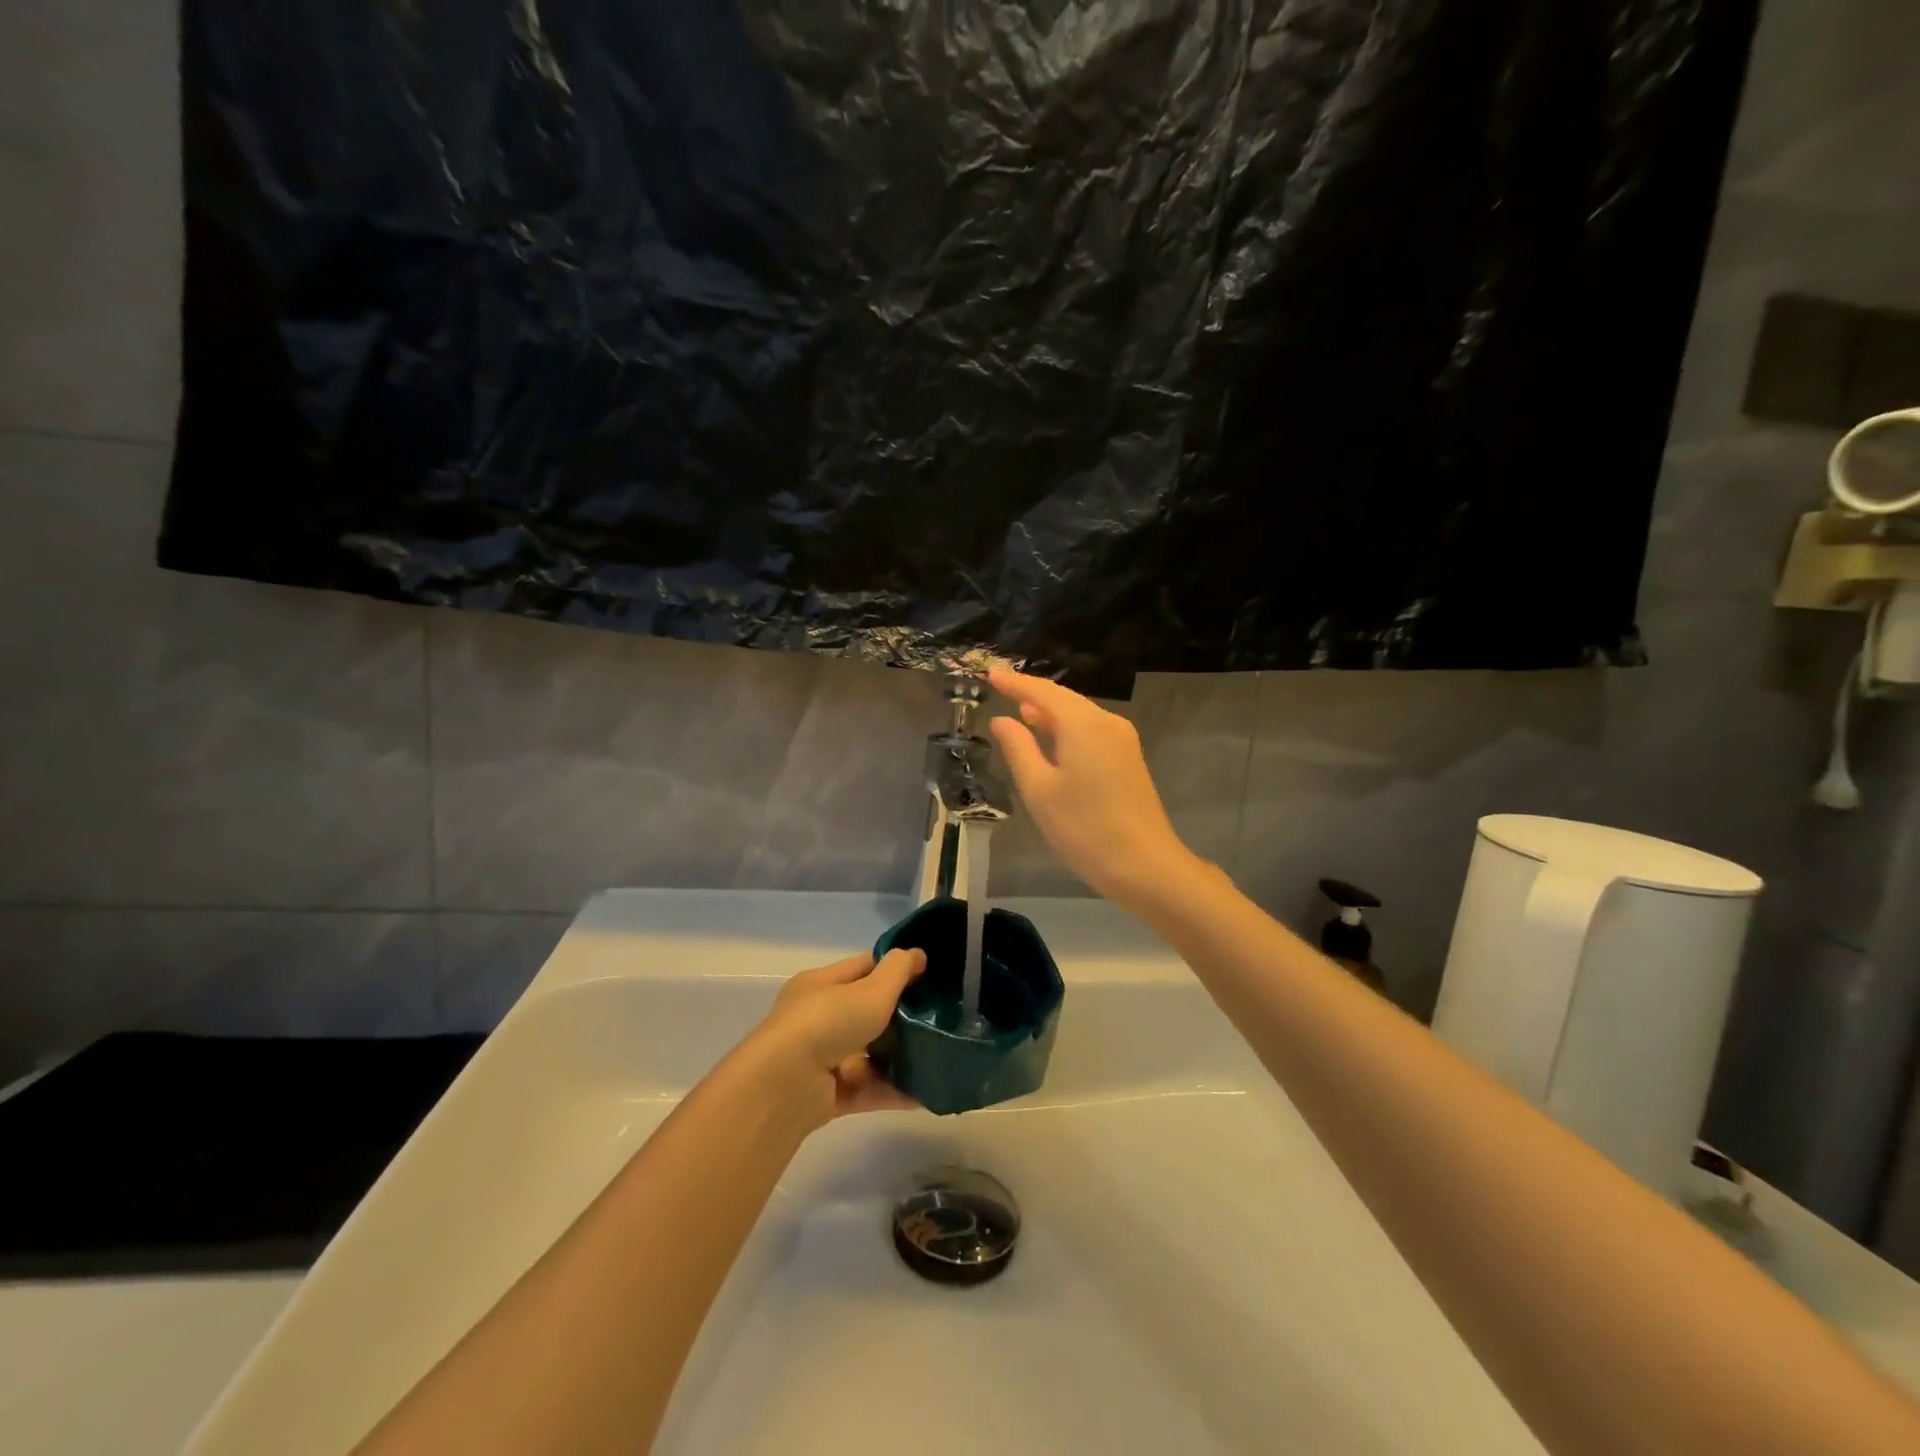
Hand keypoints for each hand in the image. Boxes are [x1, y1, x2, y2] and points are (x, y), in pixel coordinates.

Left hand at [743, 949, 926, 1128]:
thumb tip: (917, 954)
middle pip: (865, 1012)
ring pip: (867, 1053)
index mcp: (822, 985)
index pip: (862, 968)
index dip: (894, 968)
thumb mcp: (870, 989)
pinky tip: (924, 1093)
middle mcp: (818, 1019)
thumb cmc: (828, 1022)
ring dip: (899, 1057)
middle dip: (900, 1016)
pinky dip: (892, 1091)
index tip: (927, 974)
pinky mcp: (827, 1095)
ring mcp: (821, 1058)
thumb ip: (898, 970)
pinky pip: (867, 1089)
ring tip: (936, 1057)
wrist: (785, 1087)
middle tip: (937, 1019)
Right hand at [988, 667, 1195, 907]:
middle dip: (1033, 694)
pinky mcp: (1128, 760)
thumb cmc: (1084, 828)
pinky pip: (1091, 731)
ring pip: (1080, 715)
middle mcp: (1107, 722)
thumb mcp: (1039, 789)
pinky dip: (1067, 729)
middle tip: (1002, 689)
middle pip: (1065, 700)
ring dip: (1050, 713)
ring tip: (1021, 712)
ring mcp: (1122, 741)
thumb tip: (1002, 720)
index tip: (990, 674)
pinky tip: (1052, 739)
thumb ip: (1018, 748)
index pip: (1043, 692)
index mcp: (1083, 724)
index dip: (1015, 682)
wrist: (1144, 865)